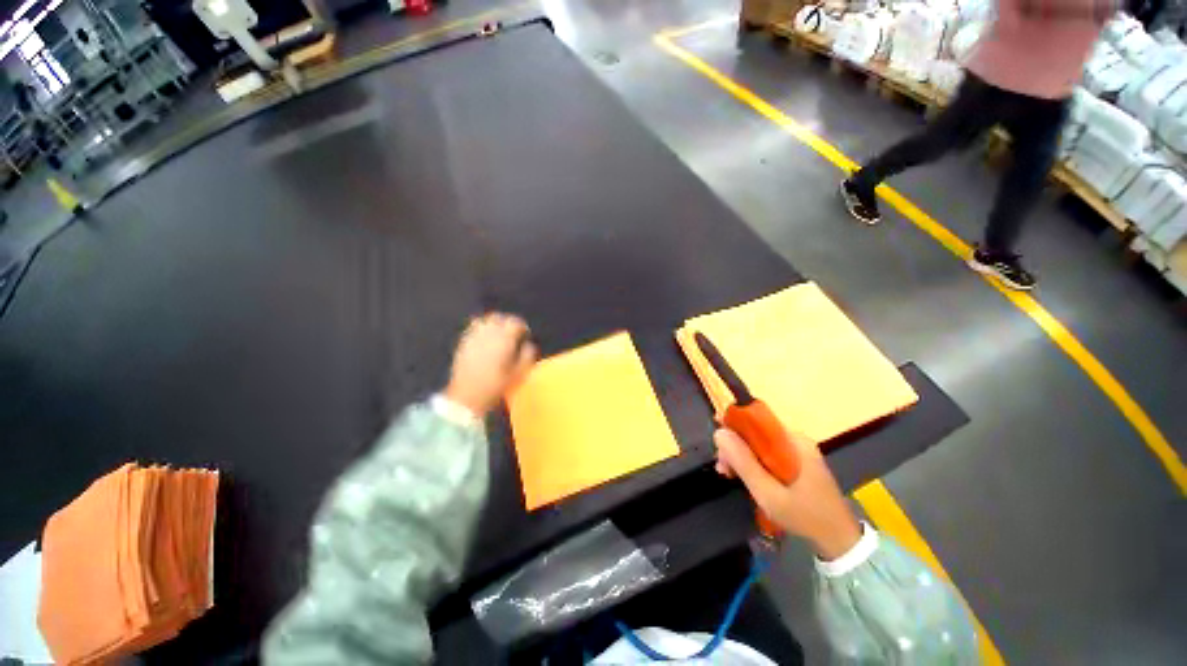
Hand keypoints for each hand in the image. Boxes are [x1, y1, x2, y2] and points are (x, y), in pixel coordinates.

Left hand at [444, 313, 537, 416]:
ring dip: (493, 323)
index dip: (522, 326)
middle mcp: (488, 333)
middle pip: (499, 317)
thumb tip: (529, 345)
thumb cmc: (495, 386)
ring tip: (498, 333)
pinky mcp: (463, 343)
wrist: (466, 397)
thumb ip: (527, 356)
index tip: (525, 334)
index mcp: (504, 339)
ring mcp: (473, 337)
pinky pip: (472, 328)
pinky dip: (480, 328)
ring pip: (484, 320)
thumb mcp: (518, 374)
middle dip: (507, 322)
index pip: (515, 322)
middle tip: (513, 332)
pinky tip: (484, 339)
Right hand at [715, 428, 861, 560]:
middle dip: (735, 447)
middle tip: (722, 468)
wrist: (840, 540)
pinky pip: (767, 453)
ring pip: (759, 443)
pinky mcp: (797, 461)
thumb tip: (719, 433)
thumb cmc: (804, 516)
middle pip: (755, 432)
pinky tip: (744, 477)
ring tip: (728, 475)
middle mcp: (795, 440)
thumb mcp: (768, 493)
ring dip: (741, 456)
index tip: (718, 445)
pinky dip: (753, 462)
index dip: (732, 427)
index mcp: (793, 441)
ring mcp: (797, 450)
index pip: (756, 420)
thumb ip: (744, 462)